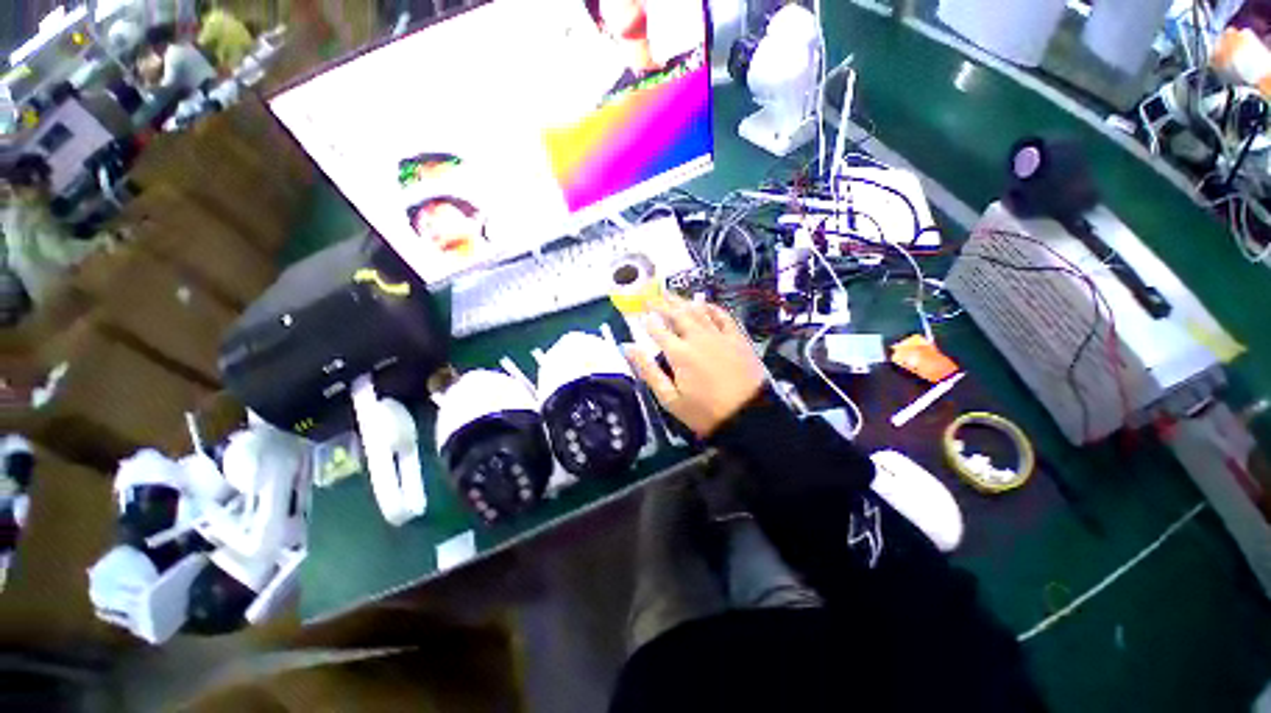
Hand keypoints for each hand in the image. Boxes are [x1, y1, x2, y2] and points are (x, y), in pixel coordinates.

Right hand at [625, 295, 764, 437]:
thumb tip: (628, 348)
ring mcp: (719, 335)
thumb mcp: (670, 398)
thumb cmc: (704, 412)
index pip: (658, 330)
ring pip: (698, 310)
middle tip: (651, 297)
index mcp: (679, 353)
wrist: (748, 415)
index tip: (639, 312)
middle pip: (677, 314)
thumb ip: (648, 371)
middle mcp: (697, 338)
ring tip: (670, 295)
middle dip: (661, 304)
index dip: (647, 320)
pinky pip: (723, 316)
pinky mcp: (737, 338)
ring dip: (682, 301)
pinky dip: (712, 307)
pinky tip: (704, 303)